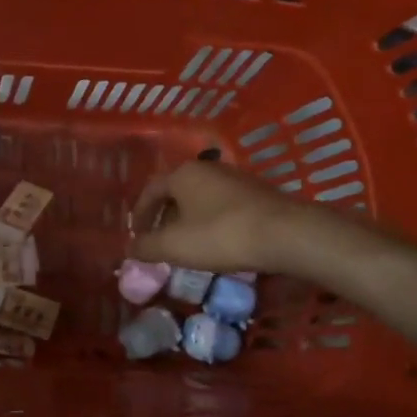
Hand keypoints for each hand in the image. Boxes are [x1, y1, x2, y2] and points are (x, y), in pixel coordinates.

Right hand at [129, 160, 306, 273]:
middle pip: (177, 192)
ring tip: (190, 244)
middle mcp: (208, 168)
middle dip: (165, 217)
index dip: (140, 213)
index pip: (151, 189)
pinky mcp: (259, 194)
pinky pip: (225, 206)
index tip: (137, 235)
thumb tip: (130, 247)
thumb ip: (146, 246)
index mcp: (183, 174)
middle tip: (161, 241)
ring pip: (202, 199)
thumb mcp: (174, 246)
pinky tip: (219, 242)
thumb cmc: (221, 235)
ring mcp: (237, 179)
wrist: (286, 234)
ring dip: (190, 220)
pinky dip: (214, 222)